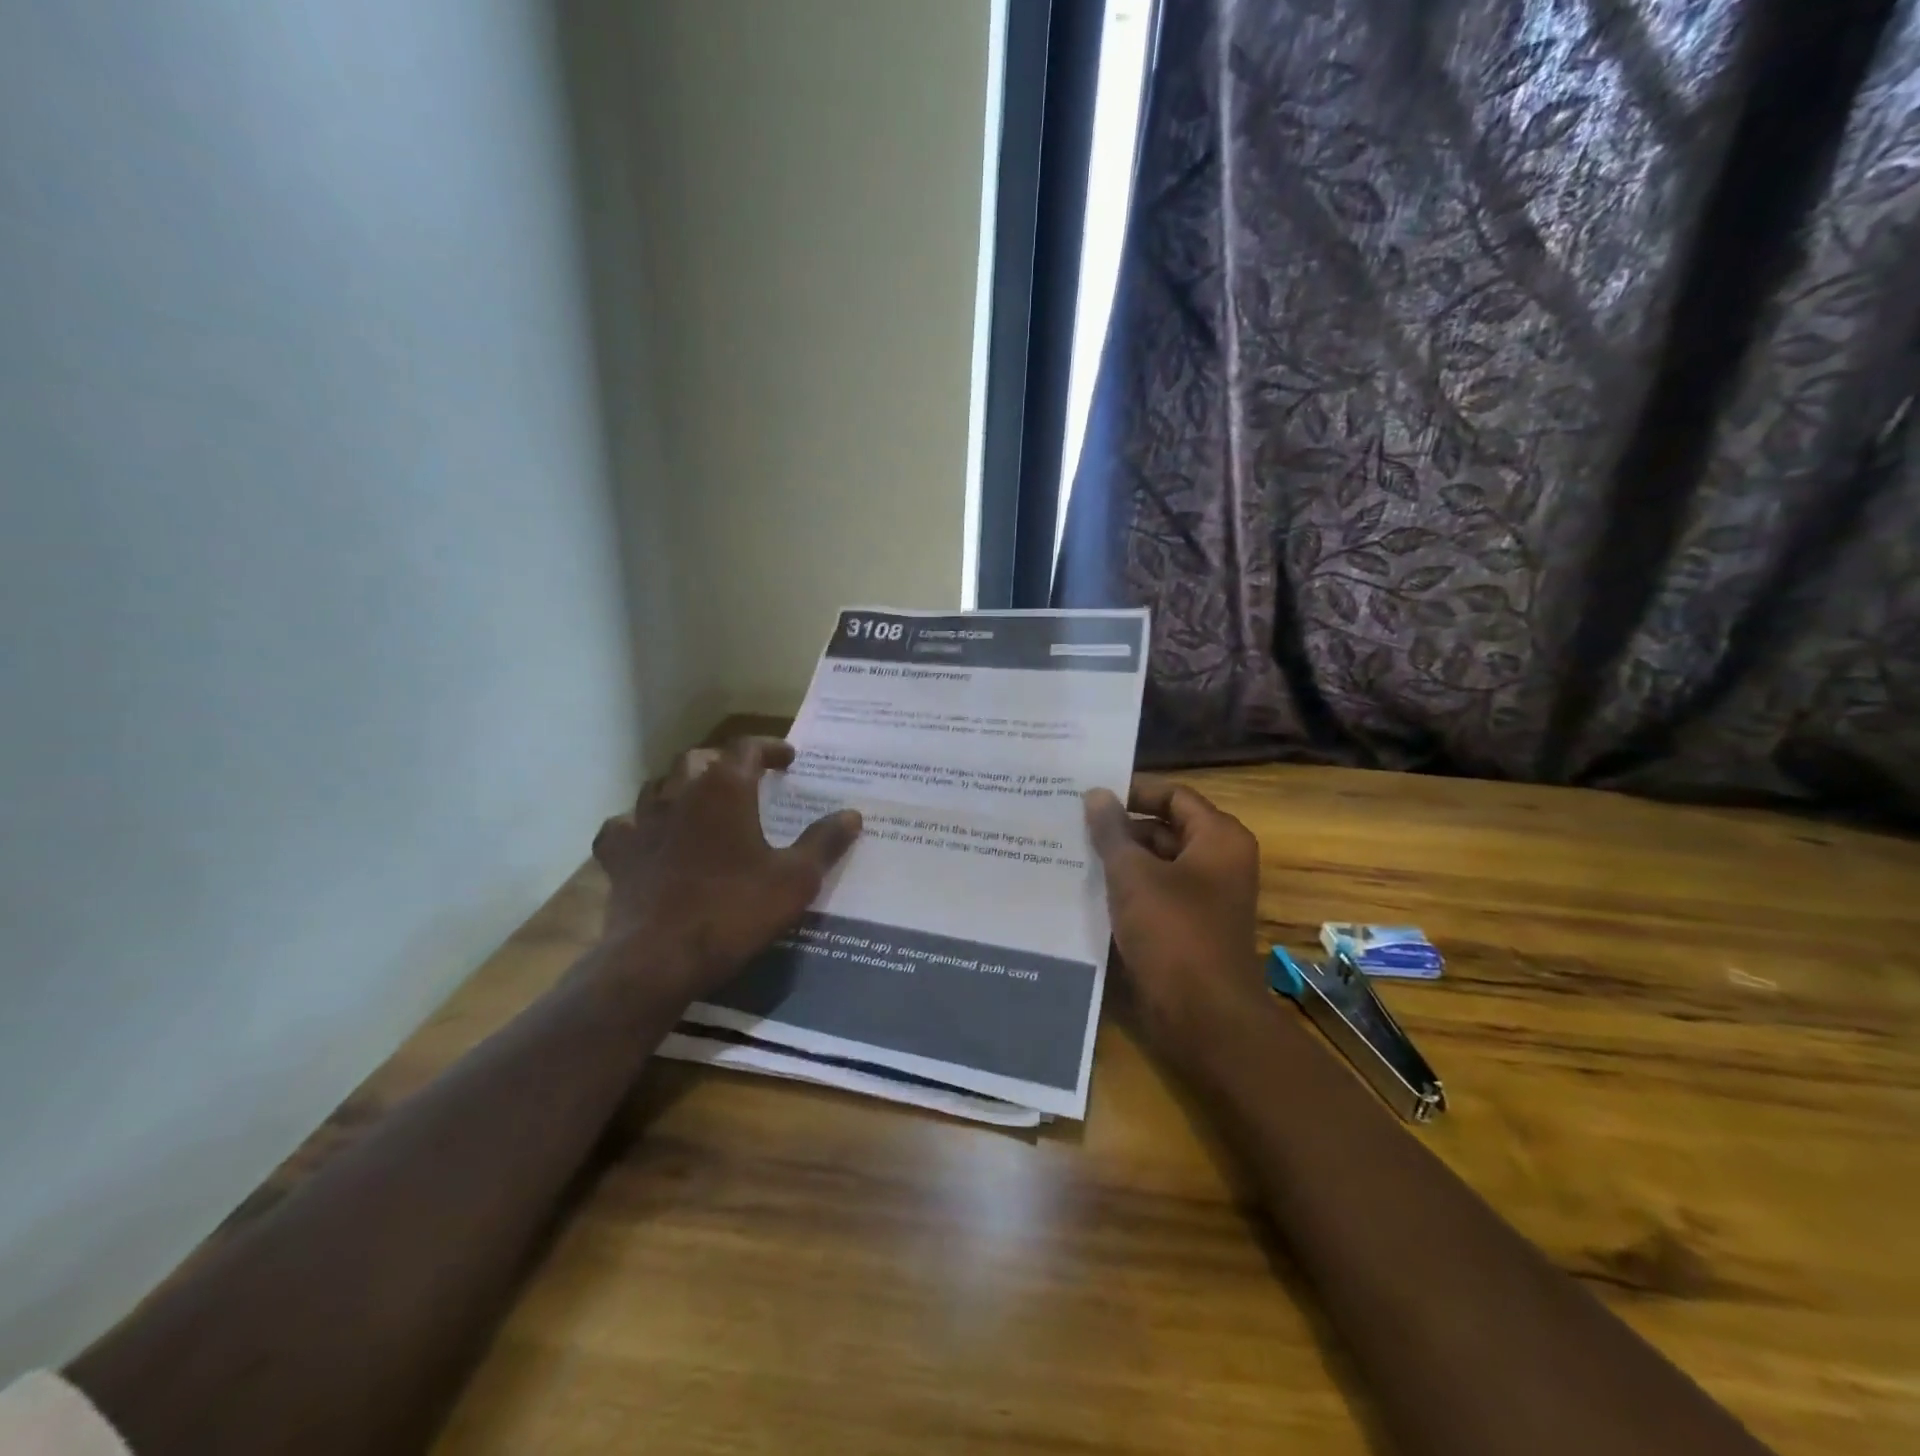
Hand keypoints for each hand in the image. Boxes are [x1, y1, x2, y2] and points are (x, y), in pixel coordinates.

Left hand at [592, 737, 862, 1001]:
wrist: (659, 959)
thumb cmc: (734, 911)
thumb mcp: (796, 879)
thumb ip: (825, 842)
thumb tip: (852, 814)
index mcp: (724, 790)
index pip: (747, 748)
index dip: (770, 748)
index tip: (788, 759)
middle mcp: (680, 794)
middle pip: (699, 759)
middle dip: (725, 762)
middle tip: (746, 778)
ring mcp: (643, 823)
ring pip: (659, 786)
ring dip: (682, 786)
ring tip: (701, 800)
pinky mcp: (618, 856)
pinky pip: (623, 826)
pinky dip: (638, 825)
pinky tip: (649, 837)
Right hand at [1084, 776, 1265, 1054]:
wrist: (1203, 1016)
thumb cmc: (1173, 932)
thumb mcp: (1133, 874)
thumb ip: (1112, 831)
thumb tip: (1096, 794)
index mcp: (1218, 838)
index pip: (1173, 796)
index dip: (1133, 791)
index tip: (1089, 794)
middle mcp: (1217, 862)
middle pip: (1164, 829)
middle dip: (1120, 828)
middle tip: (1071, 823)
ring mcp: (1204, 898)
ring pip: (1155, 865)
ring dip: (1118, 860)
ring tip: (1069, 852)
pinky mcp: (1187, 928)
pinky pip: (1153, 895)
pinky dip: (1125, 890)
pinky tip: (1084, 889)